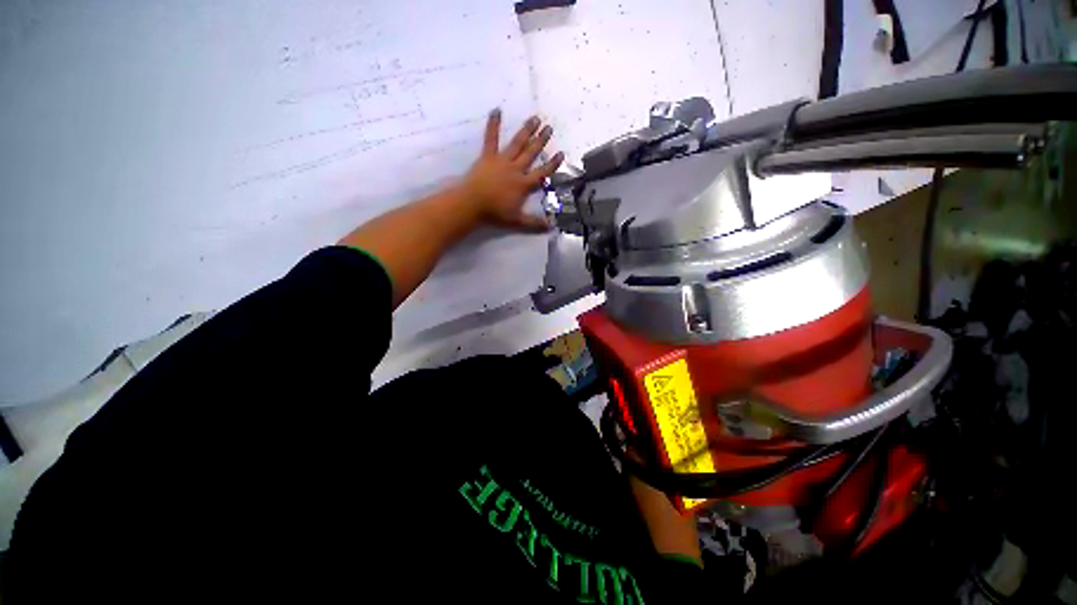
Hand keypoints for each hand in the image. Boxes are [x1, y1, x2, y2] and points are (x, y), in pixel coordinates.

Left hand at [459, 109, 563, 231]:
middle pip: (531, 153)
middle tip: (549, 128)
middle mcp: (516, 169)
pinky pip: (491, 138)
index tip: (561, 153)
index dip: (552, 164)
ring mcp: (502, 161)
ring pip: (517, 143)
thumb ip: (534, 223)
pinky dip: (493, 124)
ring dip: (527, 131)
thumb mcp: (517, 221)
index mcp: (523, 184)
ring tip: (535, 118)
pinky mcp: (488, 156)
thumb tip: (551, 226)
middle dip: (541, 141)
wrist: (472, 204)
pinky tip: (496, 110)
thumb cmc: (495, 213)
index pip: (542, 172)